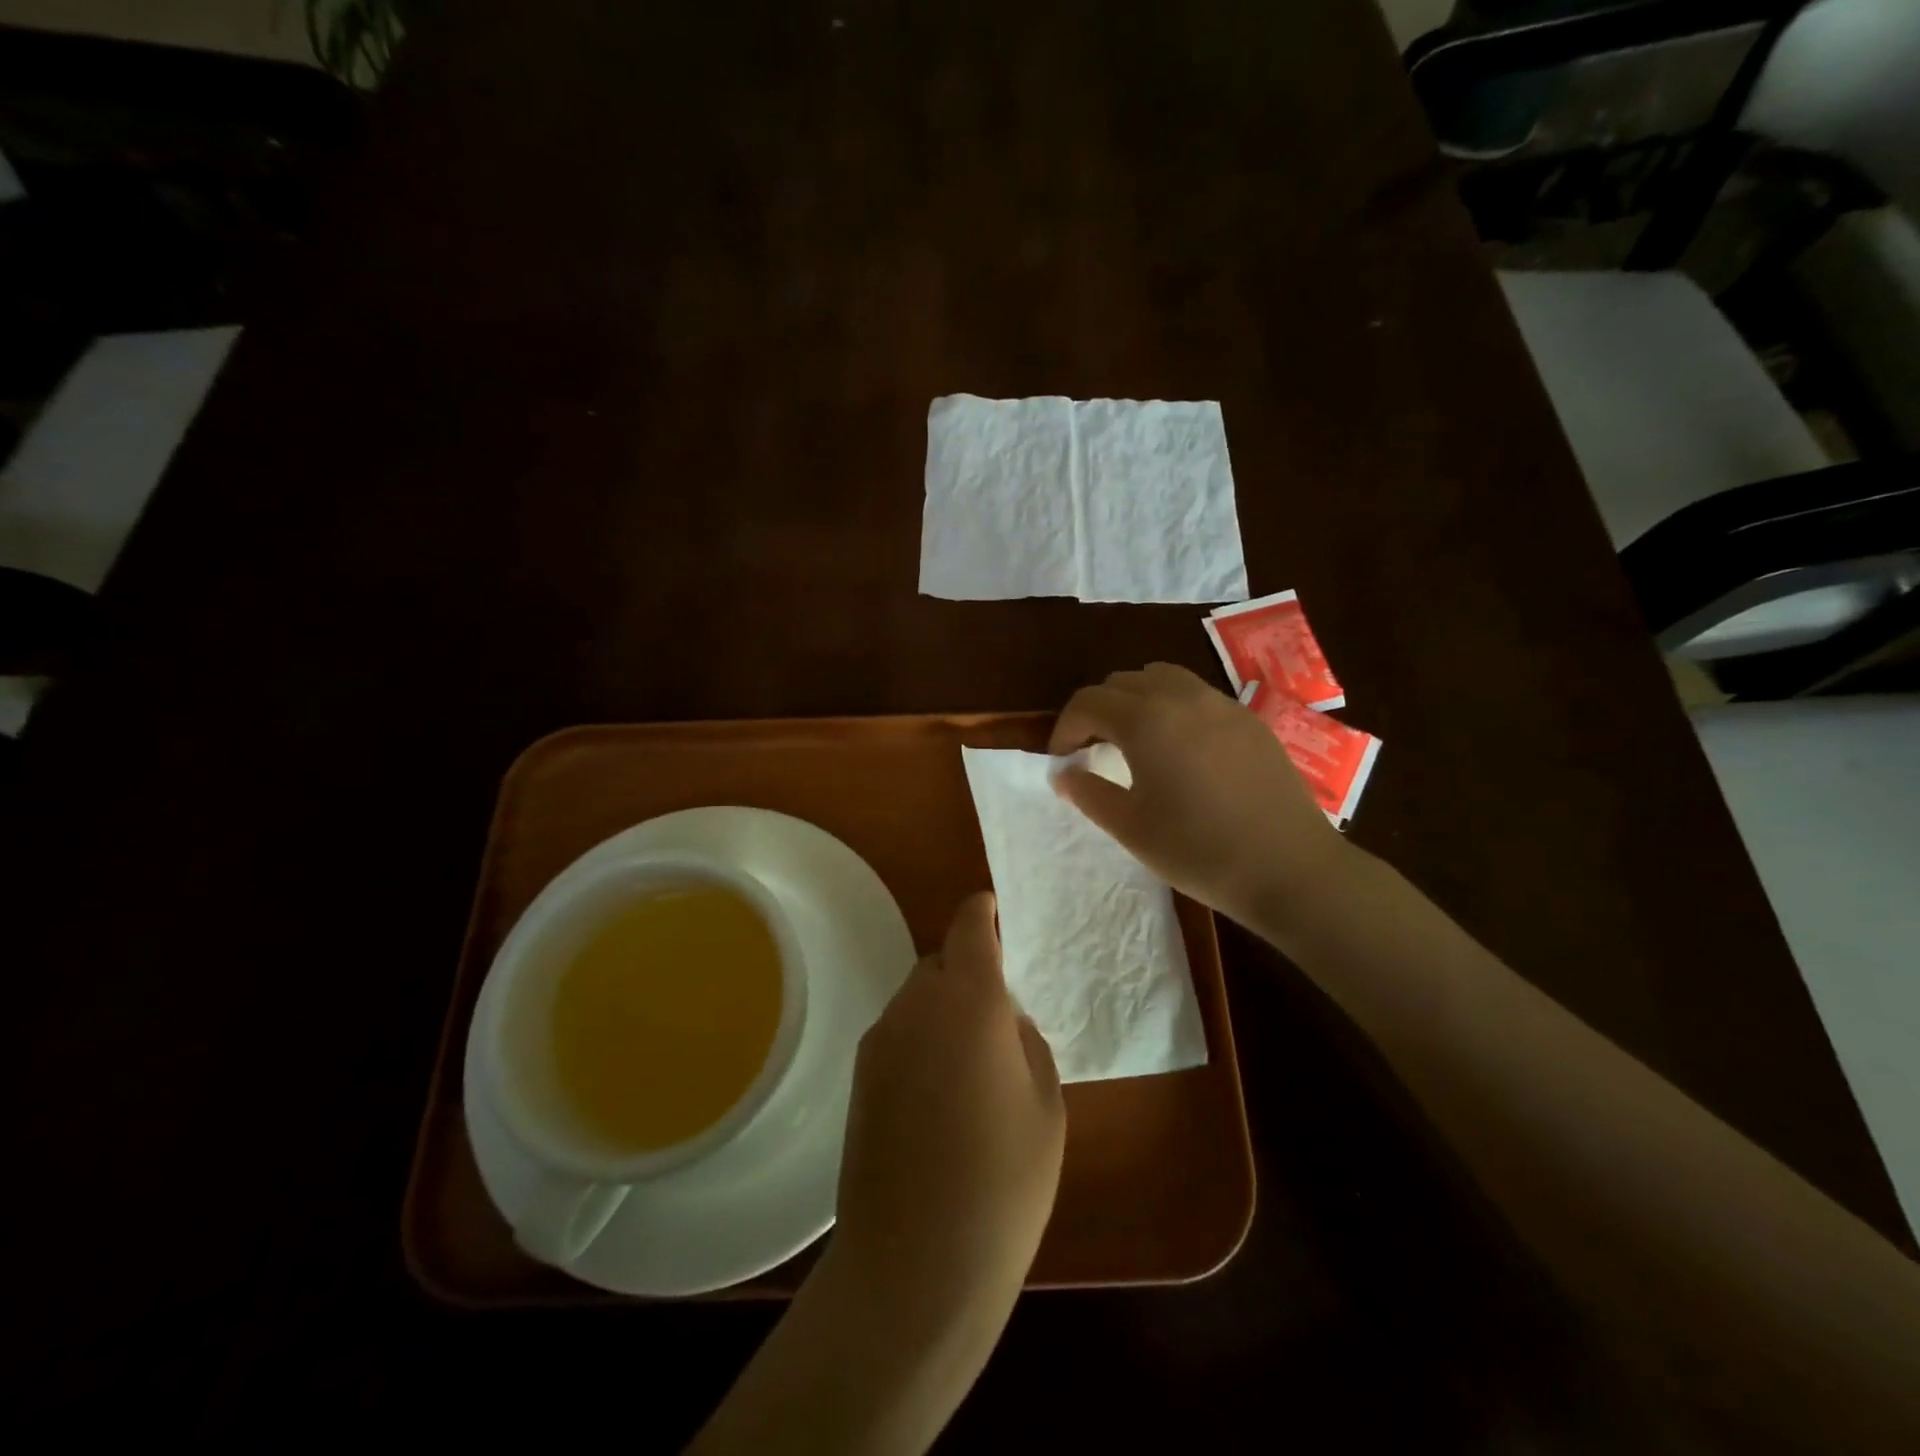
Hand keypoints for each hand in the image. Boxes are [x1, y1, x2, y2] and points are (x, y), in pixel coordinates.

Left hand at [833, 892, 1064, 1336]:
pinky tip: (938, 1097)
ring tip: (970, 1066)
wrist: (915, 1266)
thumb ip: (1025, 1042)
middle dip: (968, 973)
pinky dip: (921, 1040)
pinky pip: (899, 1033)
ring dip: (943, 1009)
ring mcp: (880, 1040)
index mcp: (969, 1000)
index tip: (994, 908)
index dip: (982, 910)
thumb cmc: (1002, 1183)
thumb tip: (1003, 1020)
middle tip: (998, 1017)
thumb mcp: (1045, 1106)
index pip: (968, 926)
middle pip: (941, 962)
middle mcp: (916, 1005)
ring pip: (918, 998)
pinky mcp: (859, 1076)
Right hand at [1048, 662, 1355, 925]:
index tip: (1063, 759)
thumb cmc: (1198, 850)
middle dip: (1098, 710)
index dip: (1065, 727)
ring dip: (1135, 700)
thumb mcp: (1130, 827)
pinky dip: (1172, 707)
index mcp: (1145, 719)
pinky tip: (1180, 750)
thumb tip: (1063, 773)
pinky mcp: (1249, 719)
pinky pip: (1196, 694)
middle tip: (1092, 749)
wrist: (1288, 868)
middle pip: (1122, 682)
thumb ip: (1088, 793)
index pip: (1088, 702)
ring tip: (1134, 741)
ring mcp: (1221, 704)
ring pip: (1162, 678)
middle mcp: (1181, 697)